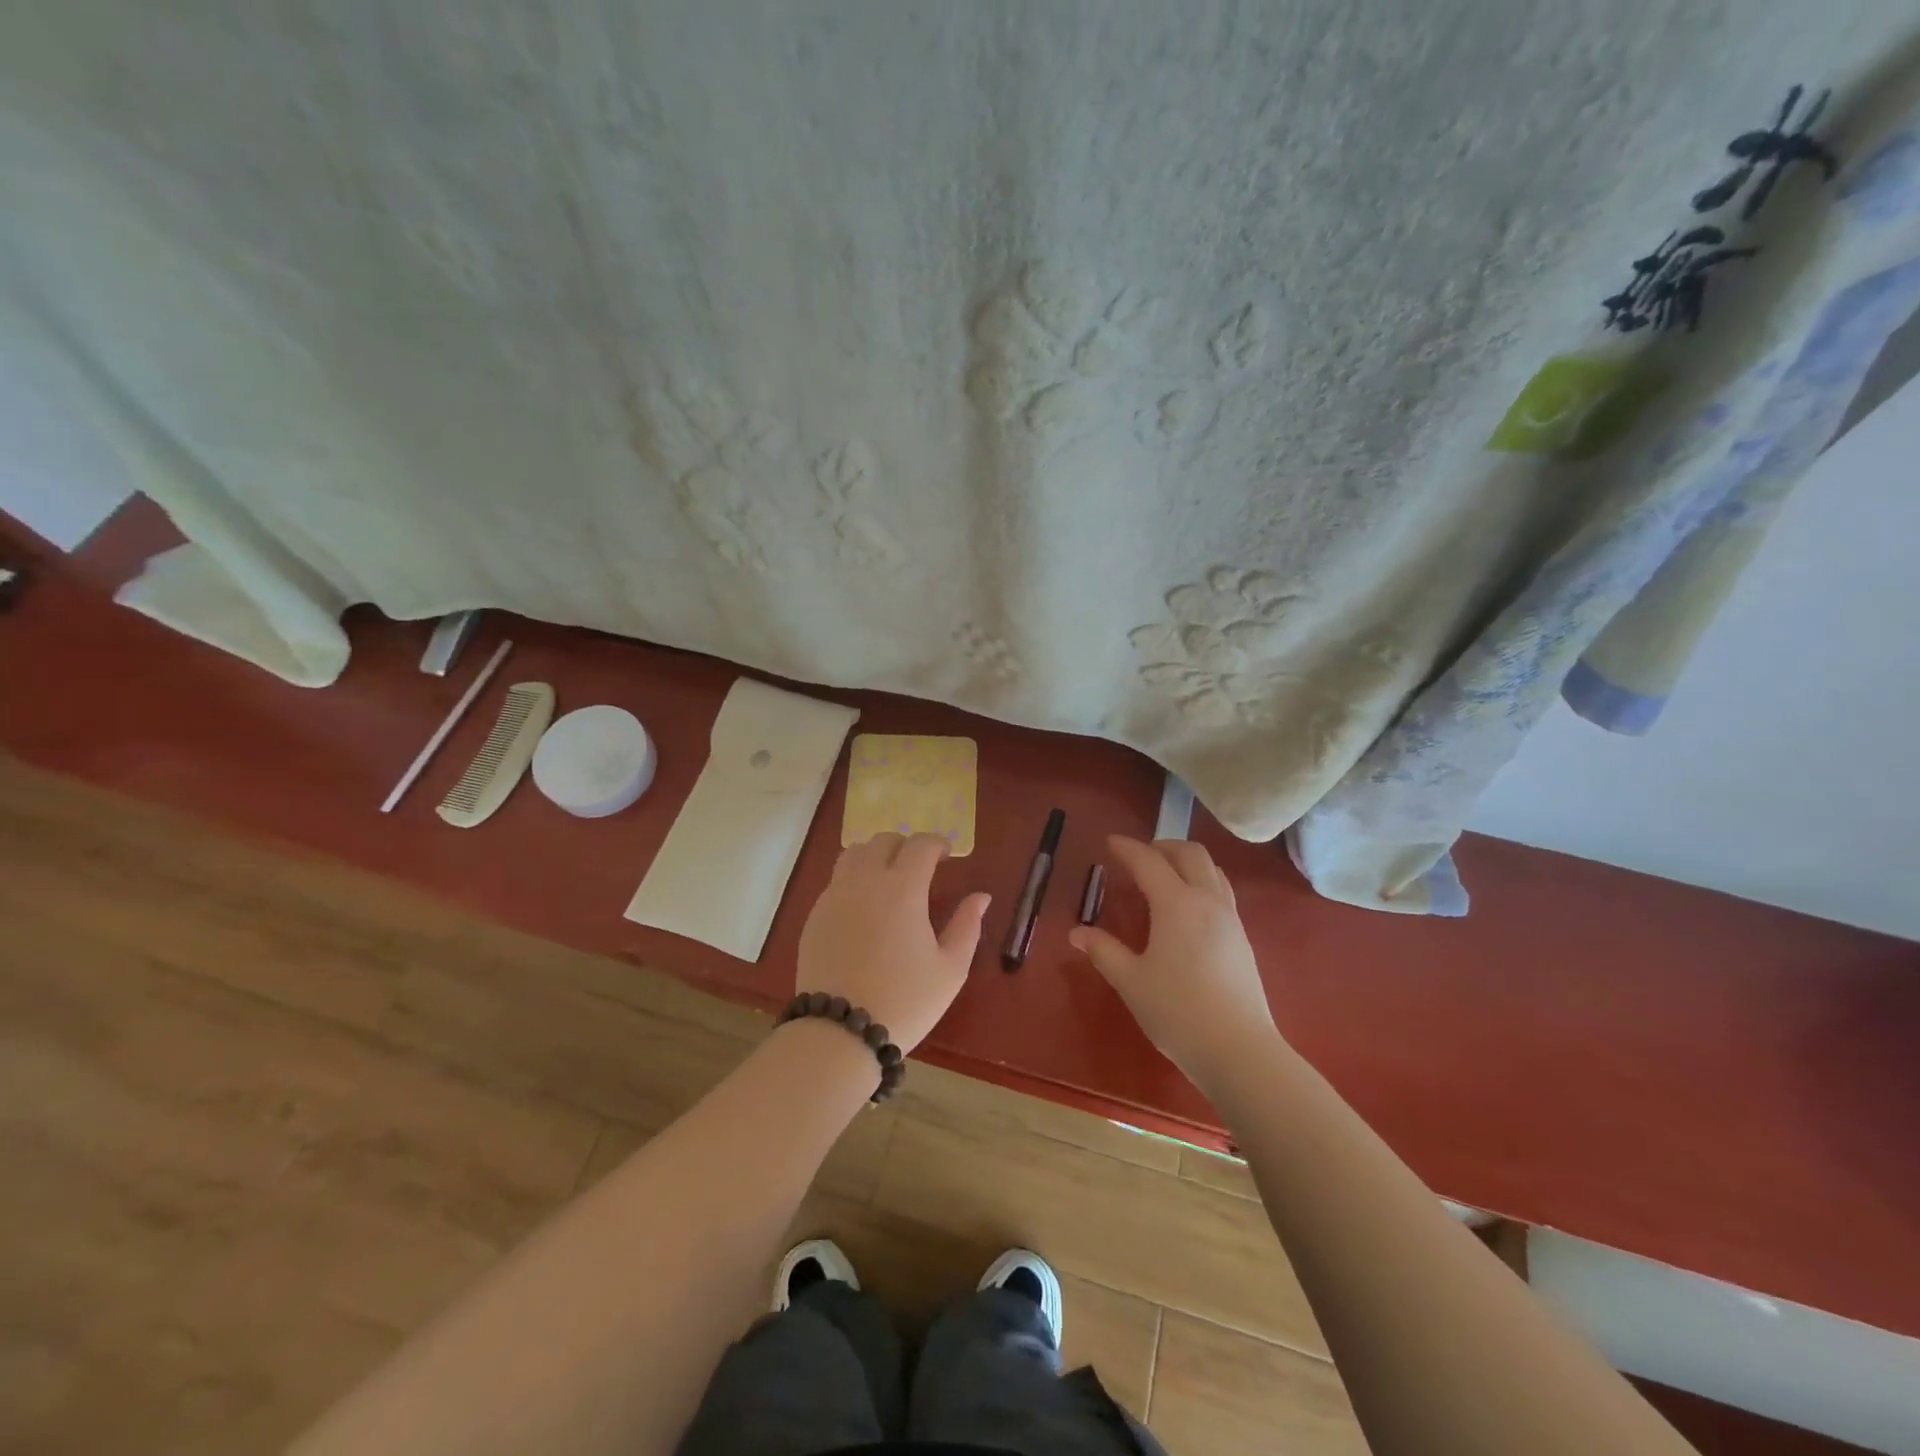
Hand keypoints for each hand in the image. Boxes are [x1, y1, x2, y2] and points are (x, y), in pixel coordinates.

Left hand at [795, 832, 990, 1053]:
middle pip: (884, 840)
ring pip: (854, 853)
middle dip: (906, 846)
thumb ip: (967, 925)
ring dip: (876, 856)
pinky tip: (864, 908)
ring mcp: (835, 895)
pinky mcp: (815, 915)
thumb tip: (981, 897)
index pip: (920, 844)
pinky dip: (854, 879)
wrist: (840, 1031)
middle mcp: (865, 880)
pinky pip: (836, 880)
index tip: (947, 856)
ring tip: (888, 880)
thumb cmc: (905, 1000)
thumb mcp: (950, 968)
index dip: (937, 843)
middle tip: (920, 868)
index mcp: (903, 888)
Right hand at [1068, 835, 1283, 1088]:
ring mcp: (1231, 920)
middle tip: (1139, 855)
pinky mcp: (1243, 940)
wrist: (1240, 1051)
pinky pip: (1222, 892)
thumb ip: (1104, 951)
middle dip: (1163, 846)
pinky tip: (1187, 909)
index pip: (1149, 862)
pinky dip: (1202, 882)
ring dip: (1187, 862)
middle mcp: (1207, 902)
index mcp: (1177, 904)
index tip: (1109, 842)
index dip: (1127, 848)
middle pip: (1191, 854)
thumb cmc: (1178, 1012)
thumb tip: (1077, 932)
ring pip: (1213, 871)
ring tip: (1165, 876)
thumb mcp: (1131, 981)